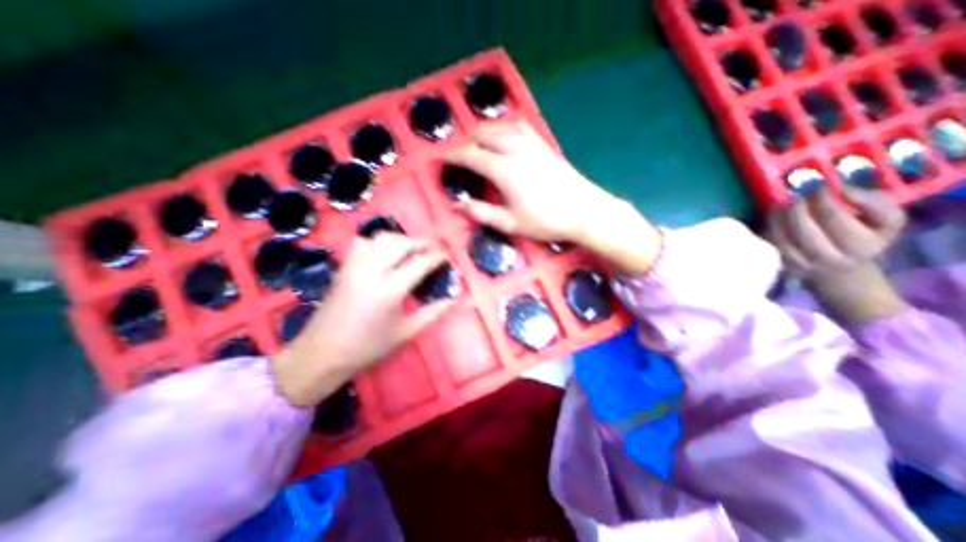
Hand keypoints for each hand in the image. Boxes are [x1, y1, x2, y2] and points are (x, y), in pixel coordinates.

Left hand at [271, 233, 453, 405]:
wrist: (322, 352)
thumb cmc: (368, 347)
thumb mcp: (406, 332)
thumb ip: (432, 313)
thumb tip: (454, 299)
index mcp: (391, 289)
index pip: (421, 262)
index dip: (438, 257)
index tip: (448, 257)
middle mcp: (373, 270)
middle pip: (403, 244)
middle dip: (423, 243)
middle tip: (434, 250)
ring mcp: (355, 265)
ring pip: (383, 238)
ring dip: (402, 240)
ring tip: (413, 250)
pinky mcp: (344, 266)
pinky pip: (363, 242)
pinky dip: (378, 242)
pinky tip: (385, 252)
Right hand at [447, 124, 664, 274]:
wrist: (584, 211)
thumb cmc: (545, 221)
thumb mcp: (510, 223)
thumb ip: (481, 212)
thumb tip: (456, 205)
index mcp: (503, 169)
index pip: (470, 155)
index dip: (453, 156)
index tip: (442, 160)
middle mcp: (515, 149)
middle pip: (483, 135)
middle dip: (465, 141)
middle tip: (457, 154)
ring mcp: (531, 143)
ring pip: (500, 127)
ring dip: (483, 132)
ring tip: (475, 143)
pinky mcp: (543, 144)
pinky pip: (518, 127)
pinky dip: (503, 128)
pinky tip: (503, 136)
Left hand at [771, 187, 906, 324]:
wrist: (841, 270)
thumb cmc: (864, 237)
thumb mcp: (886, 219)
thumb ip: (874, 201)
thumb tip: (842, 189)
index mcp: (863, 246)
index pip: (835, 220)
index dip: (822, 200)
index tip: (817, 186)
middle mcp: (831, 259)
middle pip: (806, 233)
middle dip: (797, 210)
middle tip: (795, 195)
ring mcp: (804, 264)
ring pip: (784, 241)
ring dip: (779, 219)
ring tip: (782, 203)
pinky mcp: (783, 265)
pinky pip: (772, 245)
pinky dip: (769, 228)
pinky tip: (773, 215)